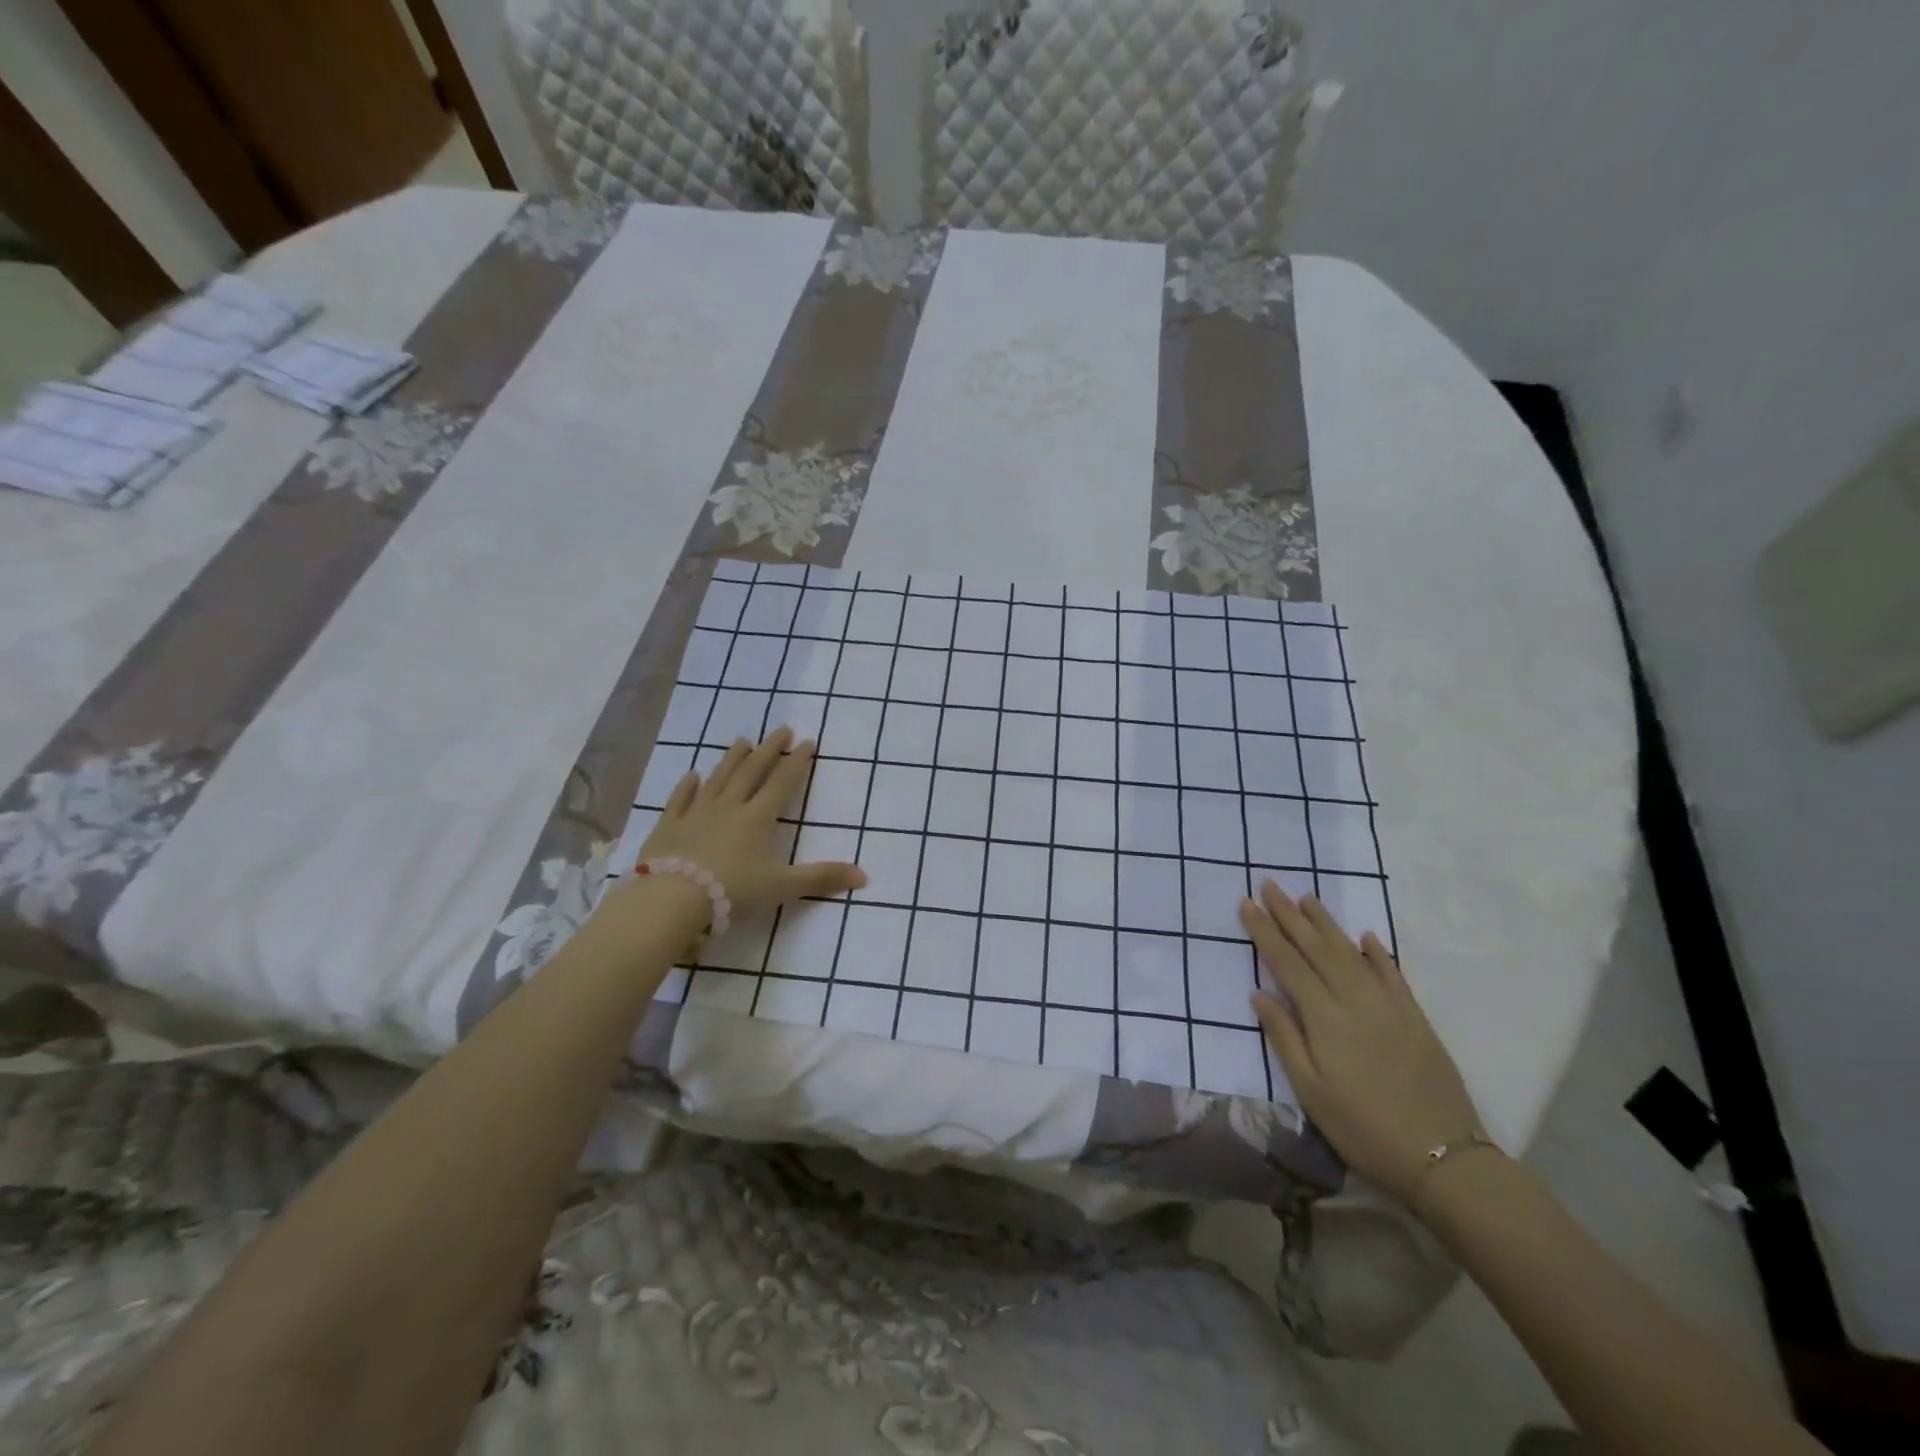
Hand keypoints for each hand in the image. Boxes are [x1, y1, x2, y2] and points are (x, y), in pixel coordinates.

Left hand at [629, 728, 866, 917]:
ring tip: (742, 741)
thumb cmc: (733, 891)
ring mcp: (695, 814)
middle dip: (769, 749)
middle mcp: (729, 807)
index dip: (796, 762)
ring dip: (732, 759)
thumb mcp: (783, 887)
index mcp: (758, 818)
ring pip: (717, 779)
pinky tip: (691, 775)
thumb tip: (864, 876)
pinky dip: (686, 787)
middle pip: (751, 771)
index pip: (782, 783)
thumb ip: (822, 878)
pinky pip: (679, 800)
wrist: (672, 900)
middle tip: (781, 729)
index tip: (807, 741)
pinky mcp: (668, 826)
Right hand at [1241, 879, 1483, 1202]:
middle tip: (1269, 885)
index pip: (1287, 962)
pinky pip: (1393, 974)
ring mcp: (1389, 1006)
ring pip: (1351, 953)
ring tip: (1307, 898)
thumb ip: (1284, 1037)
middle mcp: (1356, 1000)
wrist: (1443, 1158)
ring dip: (1326, 923)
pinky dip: (1377, 953)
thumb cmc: (1362, 1127)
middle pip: (1317, 948)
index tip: (1247, 903)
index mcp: (1325, 1017)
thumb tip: (1258, 993)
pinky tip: (1365, 937)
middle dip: (1289, 914)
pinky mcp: (1416, 1019)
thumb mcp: (1310, 1090)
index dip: (1265, 931)